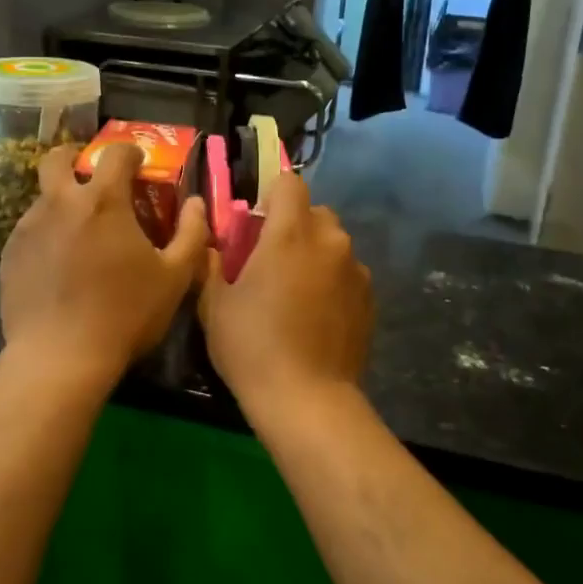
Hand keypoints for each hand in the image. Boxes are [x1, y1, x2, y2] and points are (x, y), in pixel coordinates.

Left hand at [0, 143, 208, 396]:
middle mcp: (60, 203)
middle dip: (75, 157)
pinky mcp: (10, 254)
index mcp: (103, 200)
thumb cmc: (125, 314)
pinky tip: (58, 264)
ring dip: (62, 201)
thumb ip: (191, 233)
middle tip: (91, 176)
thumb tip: (195, 203)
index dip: (130, 152)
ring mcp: (29, 227)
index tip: (138, 164)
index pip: (115, 153)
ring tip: (79, 233)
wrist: (59, 357)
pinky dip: (47, 233)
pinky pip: (30, 229)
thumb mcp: (174, 277)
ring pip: (43, 197)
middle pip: (57, 158)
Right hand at [198, 172, 371, 411]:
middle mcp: (330, 242)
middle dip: (294, 226)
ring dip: (315, 254)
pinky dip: (332, 282)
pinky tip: (316, 317)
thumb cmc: (252, 346)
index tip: (256, 221)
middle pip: (315, 212)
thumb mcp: (215, 305)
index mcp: (291, 234)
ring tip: (296, 293)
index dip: (272, 194)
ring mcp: (356, 271)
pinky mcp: (370, 299)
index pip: (290, 183)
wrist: (307, 400)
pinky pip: (348, 274)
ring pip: (334, 244)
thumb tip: (212, 246)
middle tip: (271, 260)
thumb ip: (212, 265)